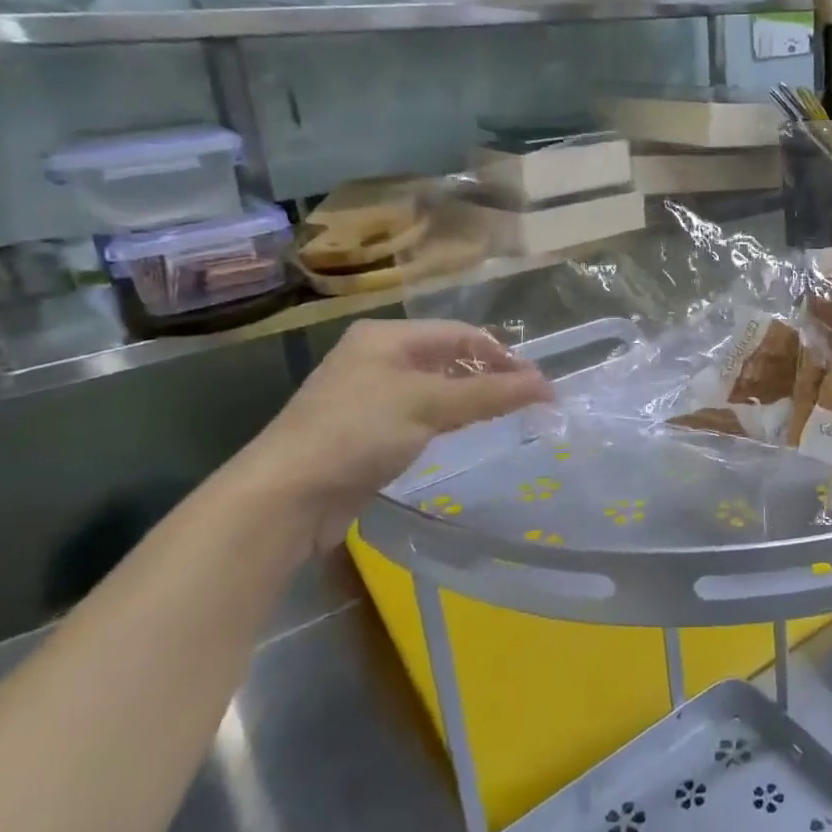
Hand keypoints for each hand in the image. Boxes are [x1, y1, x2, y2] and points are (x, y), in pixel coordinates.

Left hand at [231, 319, 553, 549]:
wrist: (286, 497)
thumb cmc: (358, 433)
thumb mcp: (428, 405)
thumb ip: (489, 393)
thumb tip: (546, 385)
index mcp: (386, 337)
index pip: (460, 334)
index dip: (502, 355)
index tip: (538, 384)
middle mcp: (377, 357)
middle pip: (448, 358)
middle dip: (489, 375)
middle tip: (528, 400)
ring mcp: (369, 394)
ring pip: (435, 387)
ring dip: (471, 397)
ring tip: (507, 414)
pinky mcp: (366, 430)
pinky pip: (419, 414)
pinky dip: (448, 418)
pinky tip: (465, 431)